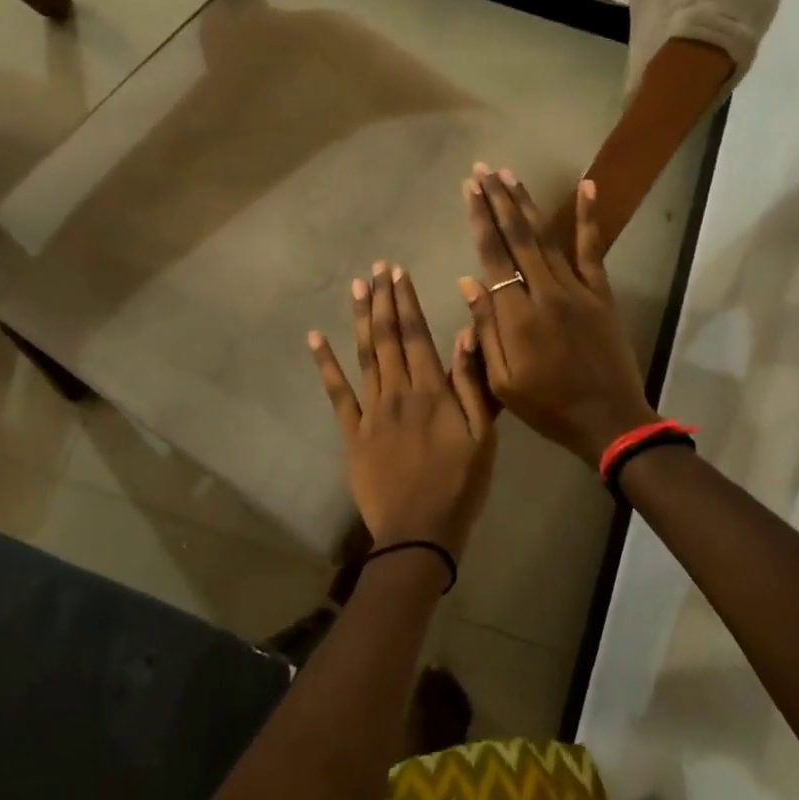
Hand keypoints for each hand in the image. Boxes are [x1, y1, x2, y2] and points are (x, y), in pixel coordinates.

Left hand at [309, 262, 498, 559]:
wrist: (419, 532)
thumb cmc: (460, 485)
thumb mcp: (483, 437)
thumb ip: (471, 384)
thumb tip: (464, 333)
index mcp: (432, 391)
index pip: (416, 335)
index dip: (407, 301)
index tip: (399, 272)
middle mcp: (397, 392)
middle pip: (387, 337)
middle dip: (383, 300)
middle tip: (377, 268)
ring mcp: (370, 411)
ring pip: (363, 356)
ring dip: (360, 319)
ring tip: (356, 287)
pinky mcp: (351, 433)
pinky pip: (336, 393)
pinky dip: (325, 364)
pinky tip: (315, 338)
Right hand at [458, 167, 658, 465]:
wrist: (607, 420)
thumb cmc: (548, 407)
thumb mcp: (502, 382)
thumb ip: (485, 331)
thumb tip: (468, 282)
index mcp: (517, 318)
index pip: (493, 258)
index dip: (480, 221)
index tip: (469, 190)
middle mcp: (546, 294)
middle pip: (519, 238)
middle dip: (499, 201)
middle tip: (483, 169)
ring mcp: (578, 290)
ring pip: (548, 238)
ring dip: (527, 204)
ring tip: (510, 174)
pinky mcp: (601, 294)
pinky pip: (592, 250)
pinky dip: (589, 218)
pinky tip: (587, 187)